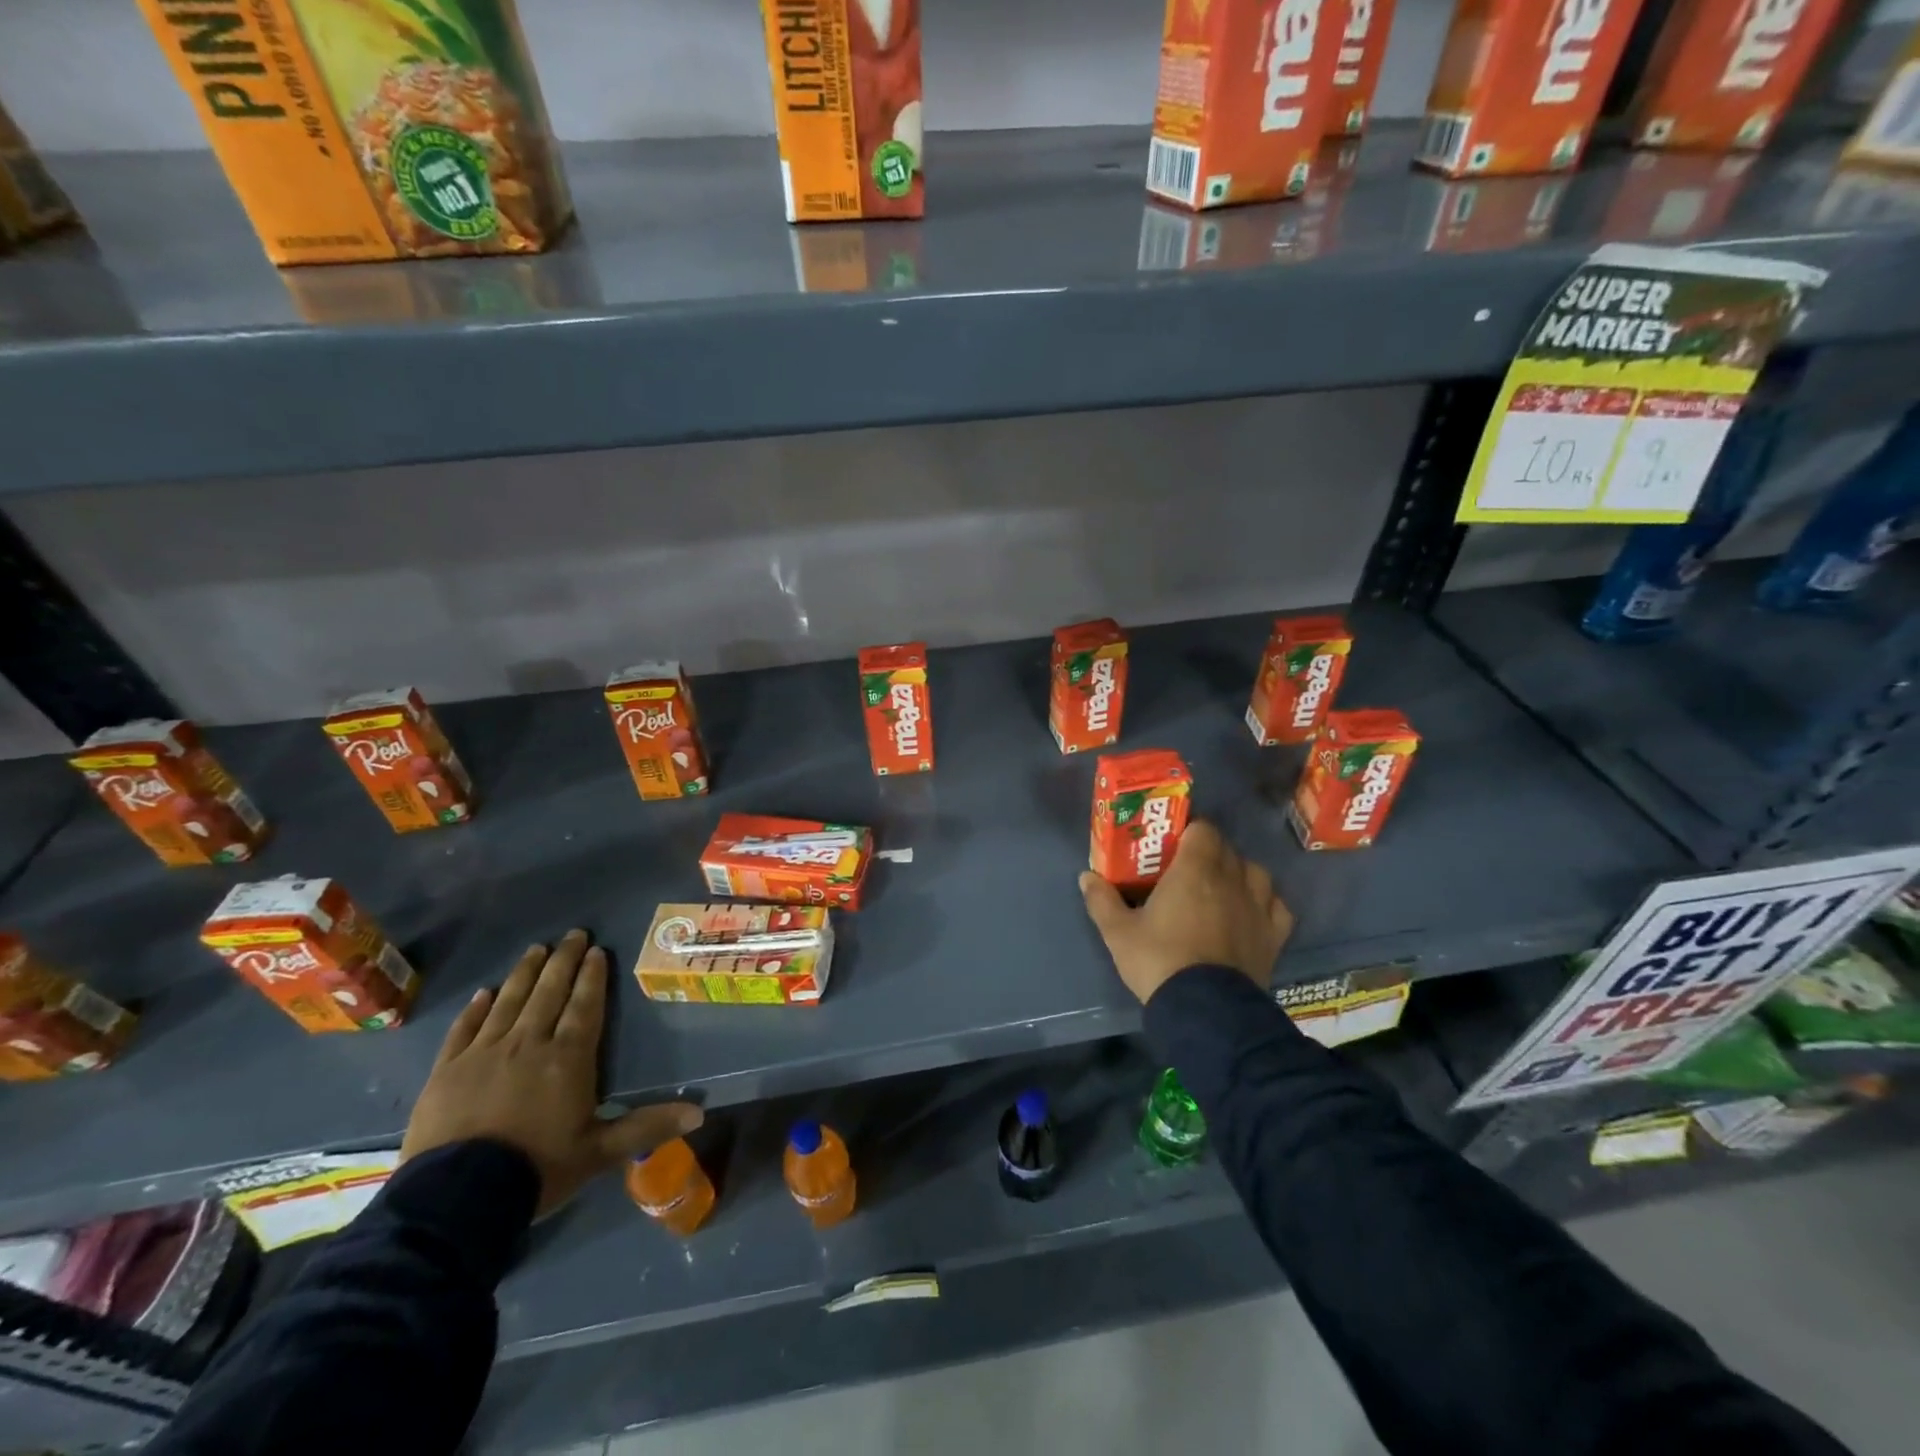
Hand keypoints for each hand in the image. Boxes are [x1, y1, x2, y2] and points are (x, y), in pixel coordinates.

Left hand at [402, 929, 702, 1217]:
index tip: (597, 950)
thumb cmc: (537, 1170)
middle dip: (563, 961)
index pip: (585, 1006)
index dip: (593, 976)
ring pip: (509, 1001)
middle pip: (549, 992)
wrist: (455, 1200)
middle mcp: (529, 1043)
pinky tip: (485, 992)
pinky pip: (465, 1029)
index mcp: (568, 1058)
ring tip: (536, 949)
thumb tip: (700, 1113)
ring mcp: (484, 1053)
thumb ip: (647, 1127)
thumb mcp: (600, 1153)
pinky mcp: (447, 1070)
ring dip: (525, 973)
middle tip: (573, 934)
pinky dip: (476, 1008)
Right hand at [1080, 819, 1292, 1004]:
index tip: (1172, 844)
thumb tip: (1086, 876)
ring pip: (1254, 872)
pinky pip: (1276, 905)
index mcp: (1195, 869)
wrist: (1206, 1009)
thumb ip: (1102, 900)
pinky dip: (1264, 902)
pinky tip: (1250, 911)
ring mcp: (1258, 906)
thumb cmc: (1159, 961)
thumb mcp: (1118, 933)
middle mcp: (1231, 879)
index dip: (1189, 830)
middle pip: (1226, 847)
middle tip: (1186, 867)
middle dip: (1208, 850)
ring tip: (1220, 887)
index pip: (1202, 829)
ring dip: (1238, 872)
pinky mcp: (1274, 935)